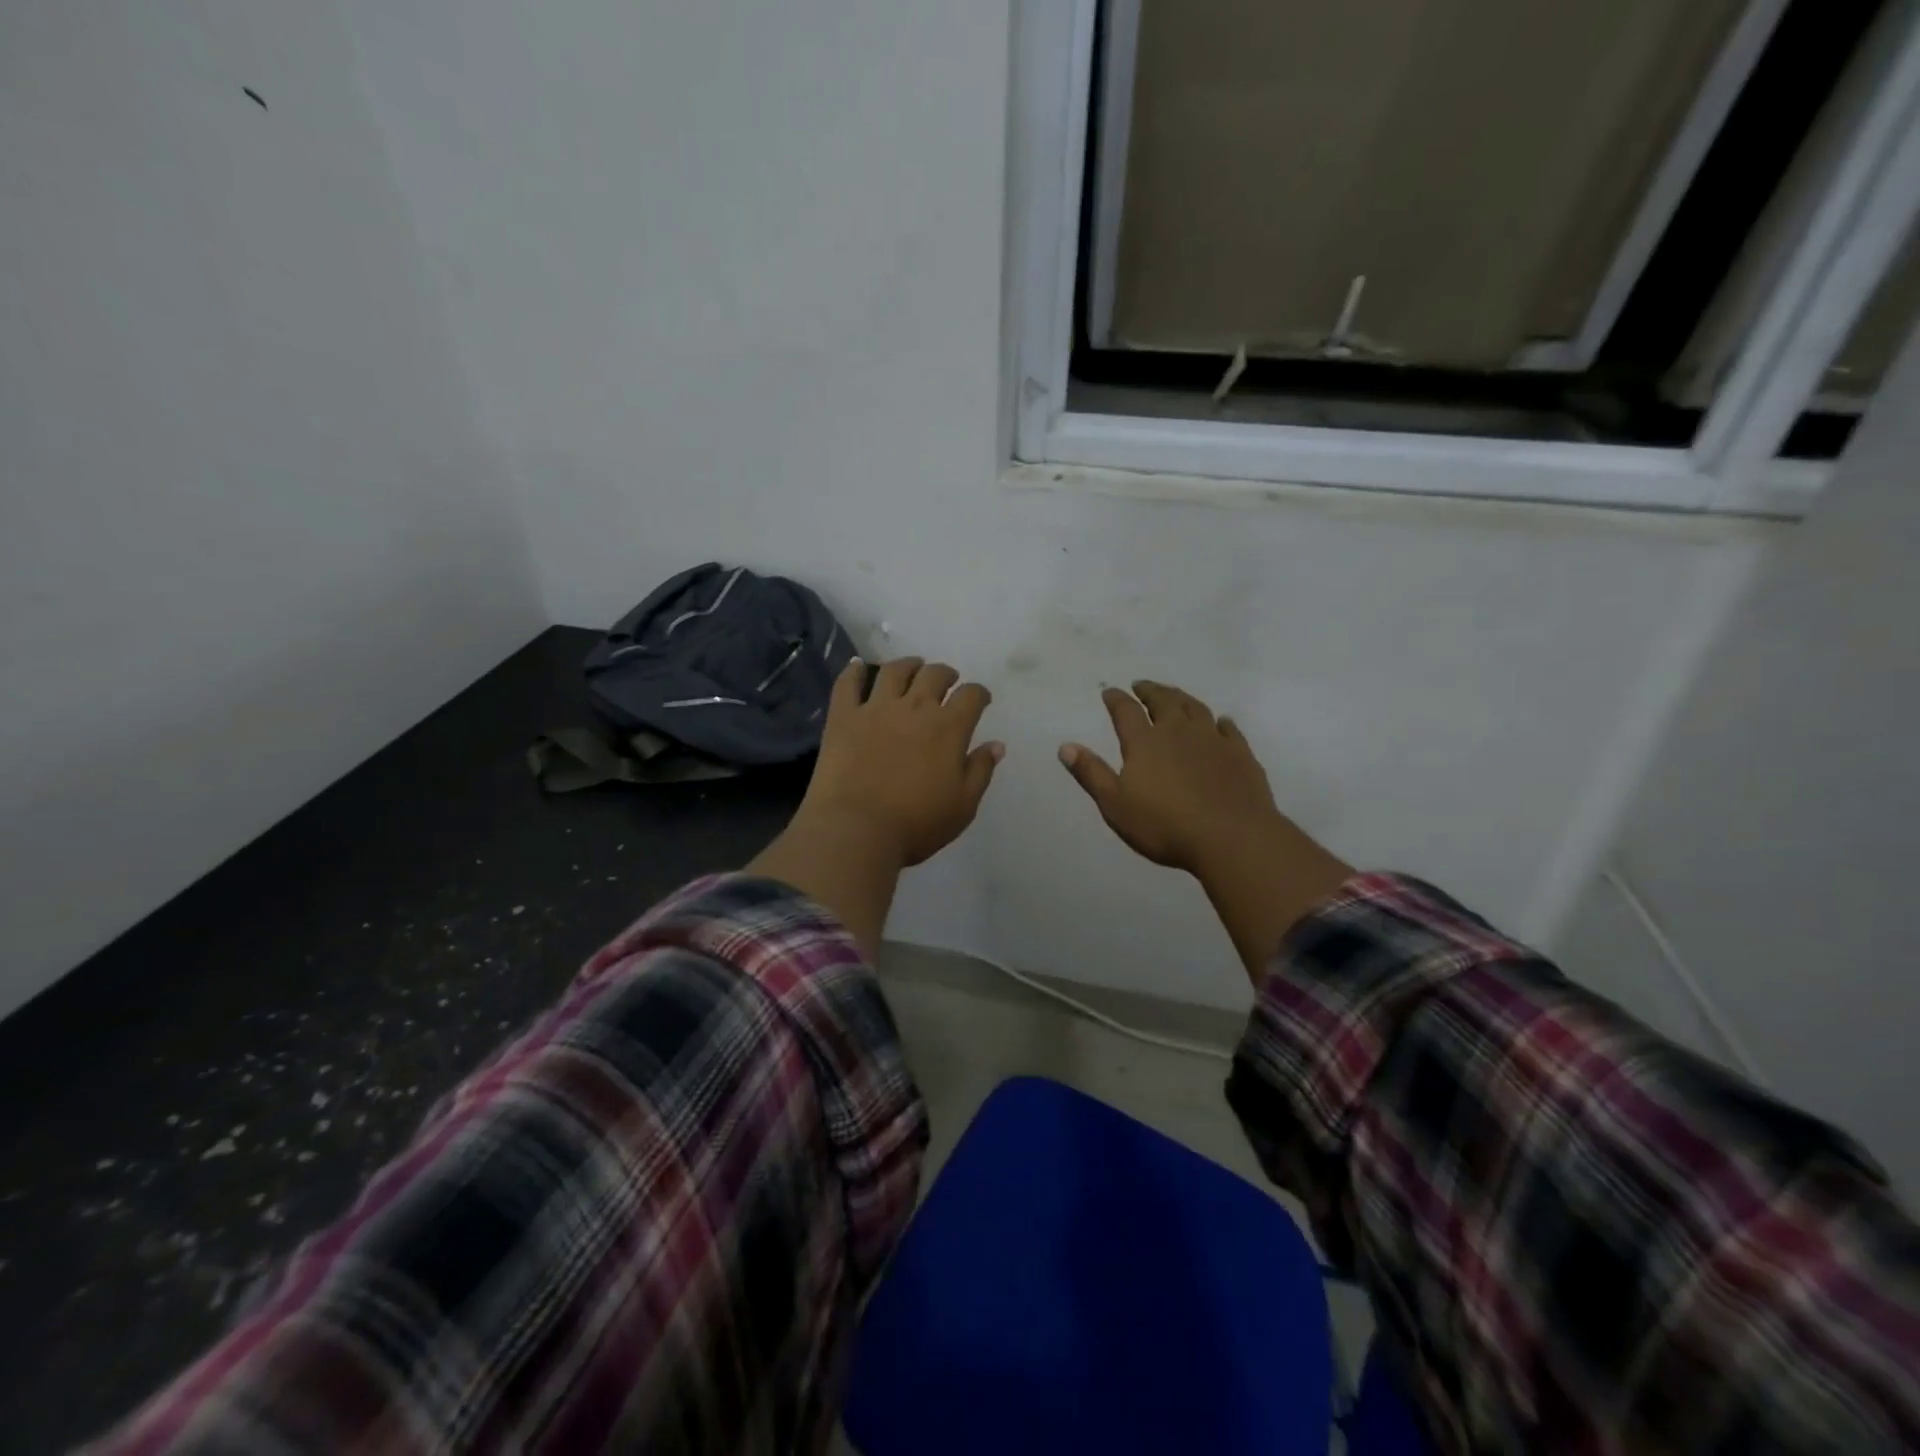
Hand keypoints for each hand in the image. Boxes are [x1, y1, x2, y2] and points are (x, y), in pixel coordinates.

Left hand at [801, 657, 1003, 868]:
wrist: (857, 829)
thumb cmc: (917, 823)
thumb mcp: (963, 805)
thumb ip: (981, 770)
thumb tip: (997, 745)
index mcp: (949, 727)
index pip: (971, 695)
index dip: (979, 694)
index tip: (980, 699)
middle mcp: (915, 707)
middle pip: (934, 675)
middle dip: (946, 674)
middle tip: (947, 681)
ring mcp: (876, 708)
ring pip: (895, 670)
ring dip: (908, 664)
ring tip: (913, 667)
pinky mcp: (843, 716)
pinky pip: (848, 683)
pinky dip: (854, 670)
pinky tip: (858, 666)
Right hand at [1060, 682, 1352, 978]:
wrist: (1231, 837)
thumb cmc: (1165, 825)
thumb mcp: (1115, 804)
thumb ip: (1091, 773)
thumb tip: (1065, 746)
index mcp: (1145, 742)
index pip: (1125, 711)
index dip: (1116, 699)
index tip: (1109, 691)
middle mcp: (1178, 731)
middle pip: (1163, 701)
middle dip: (1150, 690)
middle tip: (1142, 686)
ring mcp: (1212, 739)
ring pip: (1195, 708)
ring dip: (1181, 698)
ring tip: (1174, 696)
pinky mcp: (1240, 753)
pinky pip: (1229, 728)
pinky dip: (1220, 722)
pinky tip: (1220, 723)